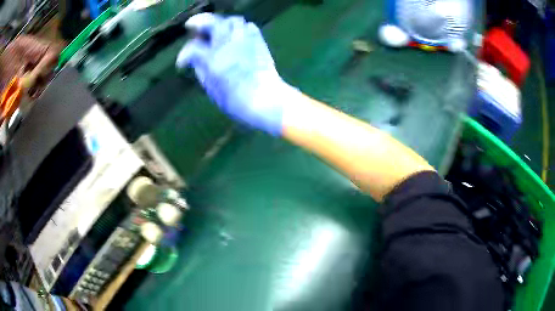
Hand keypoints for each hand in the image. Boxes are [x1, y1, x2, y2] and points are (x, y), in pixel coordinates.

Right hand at [176, 13, 297, 135]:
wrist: (265, 99)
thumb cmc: (236, 100)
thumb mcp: (211, 89)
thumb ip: (201, 70)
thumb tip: (196, 60)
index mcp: (213, 59)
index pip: (192, 48)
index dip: (183, 55)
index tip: (182, 64)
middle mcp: (228, 44)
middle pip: (212, 22)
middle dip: (199, 22)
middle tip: (193, 27)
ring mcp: (245, 40)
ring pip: (232, 20)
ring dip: (221, 23)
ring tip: (216, 30)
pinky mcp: (259, 41)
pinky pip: (249, 26)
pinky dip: (240, 28)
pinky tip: (236, 35)